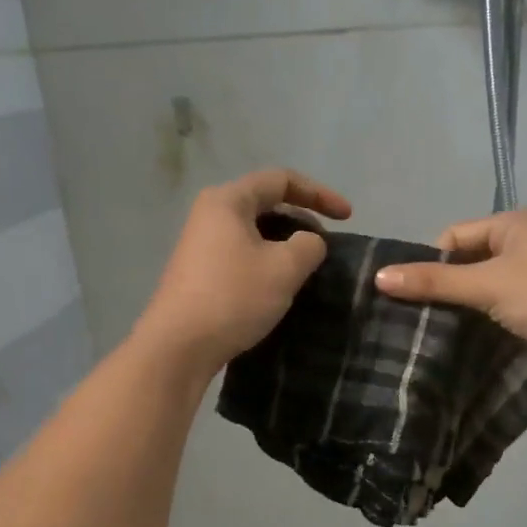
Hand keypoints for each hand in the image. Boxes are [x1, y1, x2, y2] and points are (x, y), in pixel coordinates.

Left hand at [133, 168, 351, 377]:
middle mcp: (210, 214)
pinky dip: (268, 261)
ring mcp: (201, 244)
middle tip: (326, 247)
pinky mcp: (200, 272)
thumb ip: (309, 245)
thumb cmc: (233, 297)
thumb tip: (309, 243)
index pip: (281, 180)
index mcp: (228, 201)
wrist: (178, 347)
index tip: (348, 217)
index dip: (319, 194)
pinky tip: (281, 286)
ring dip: (286, 244)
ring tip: (308, 268)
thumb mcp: (284, 268)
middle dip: (302, 220)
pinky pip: (243, 254)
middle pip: (266, 203)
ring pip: (255, 232)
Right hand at [372, 209, 526, 372]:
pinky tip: (482, 337)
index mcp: (513, 223)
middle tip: (429, 319)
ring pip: (491, 284)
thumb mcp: (486, 287)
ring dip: (473, 305)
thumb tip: (380, 277)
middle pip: (472, 259)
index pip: (454, 235)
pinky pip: (511, 301)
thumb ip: (434, 282)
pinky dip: (495, 316)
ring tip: (450, 332)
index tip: (419, 297)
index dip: (433, 263)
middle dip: (451, 286)